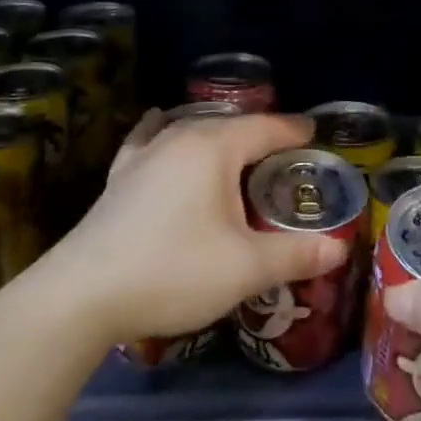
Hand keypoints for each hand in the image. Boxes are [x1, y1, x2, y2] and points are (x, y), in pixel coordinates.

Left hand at [53, 112, 346, 344]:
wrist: (80, 297)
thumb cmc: (172, 271)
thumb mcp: (245, 268)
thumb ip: (295, 254)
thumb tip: (339, 247)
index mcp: (215, 149)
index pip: (266, 128)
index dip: (294, 131)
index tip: (315, 134)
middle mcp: (180, 138)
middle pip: (231, 125)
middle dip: (262, 135)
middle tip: (287, 155)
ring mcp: (145, 154)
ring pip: (192, 130)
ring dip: (220, 136)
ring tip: (238, 149)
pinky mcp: (120, 176)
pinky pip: (150, 139)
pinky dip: (163, 131)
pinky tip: (158, 124)